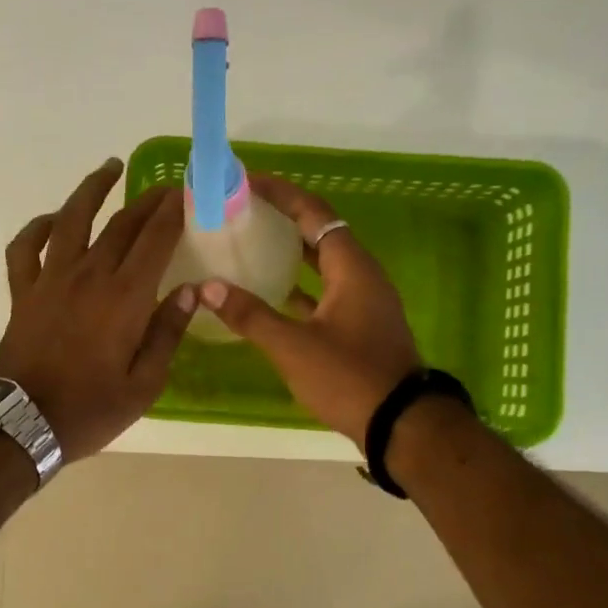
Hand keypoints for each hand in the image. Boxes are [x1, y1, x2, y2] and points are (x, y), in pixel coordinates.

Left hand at [0, 158, 195, 461]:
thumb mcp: (144, 385)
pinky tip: (51, 220)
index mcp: (125, 298)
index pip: (155, 240)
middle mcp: (89, 276)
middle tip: (165, 186)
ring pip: (71, 220)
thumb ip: (167, 334)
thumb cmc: (89, 410)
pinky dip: (36, 227)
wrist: (20, 425)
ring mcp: (50, 280)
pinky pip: (24, 248)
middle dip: (147, 200)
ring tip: (109, 168)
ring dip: (91, 190)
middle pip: (121, 224)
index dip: (173, 211)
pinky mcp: (23, 291)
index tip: (187, 192)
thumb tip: (191, 292)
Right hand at [197, 173, 420, 444]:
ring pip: (323, 264)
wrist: (400, 426)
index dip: (282, 194)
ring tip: (251, 244)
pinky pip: (326, 291)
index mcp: (352, 268)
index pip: (314, 213)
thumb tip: (207, 287)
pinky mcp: (360, 326)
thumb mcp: (293, 346)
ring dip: (291, 252)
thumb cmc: (349, 378)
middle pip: (320, 233)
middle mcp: (362, 276)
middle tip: (243, 211)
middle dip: (283, 218)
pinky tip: (271, 294)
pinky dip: (300, 286)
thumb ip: (250, 315)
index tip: (248, 182)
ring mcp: (364, 302)